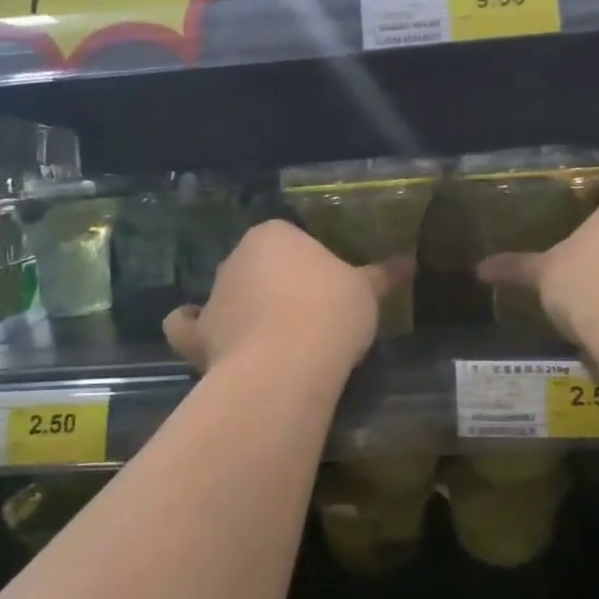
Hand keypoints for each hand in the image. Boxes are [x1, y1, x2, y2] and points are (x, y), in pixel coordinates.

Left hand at [164, 220, 411, 374]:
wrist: (288, 363)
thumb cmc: (331, 312)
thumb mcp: (366, 292)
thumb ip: (384, 275)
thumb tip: (410, 261)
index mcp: (274, 235)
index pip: (291, 239)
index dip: (310, 264)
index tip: (329, 290)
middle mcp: (236, 258)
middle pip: (257, 266)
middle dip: (275, 285)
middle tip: (306, 315)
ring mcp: (213, 296)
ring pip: (228, 295)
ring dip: (242, 309)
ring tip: (270, 338)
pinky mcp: (197, 336)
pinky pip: (188, 327)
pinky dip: (194, 331)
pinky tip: (208, 340)